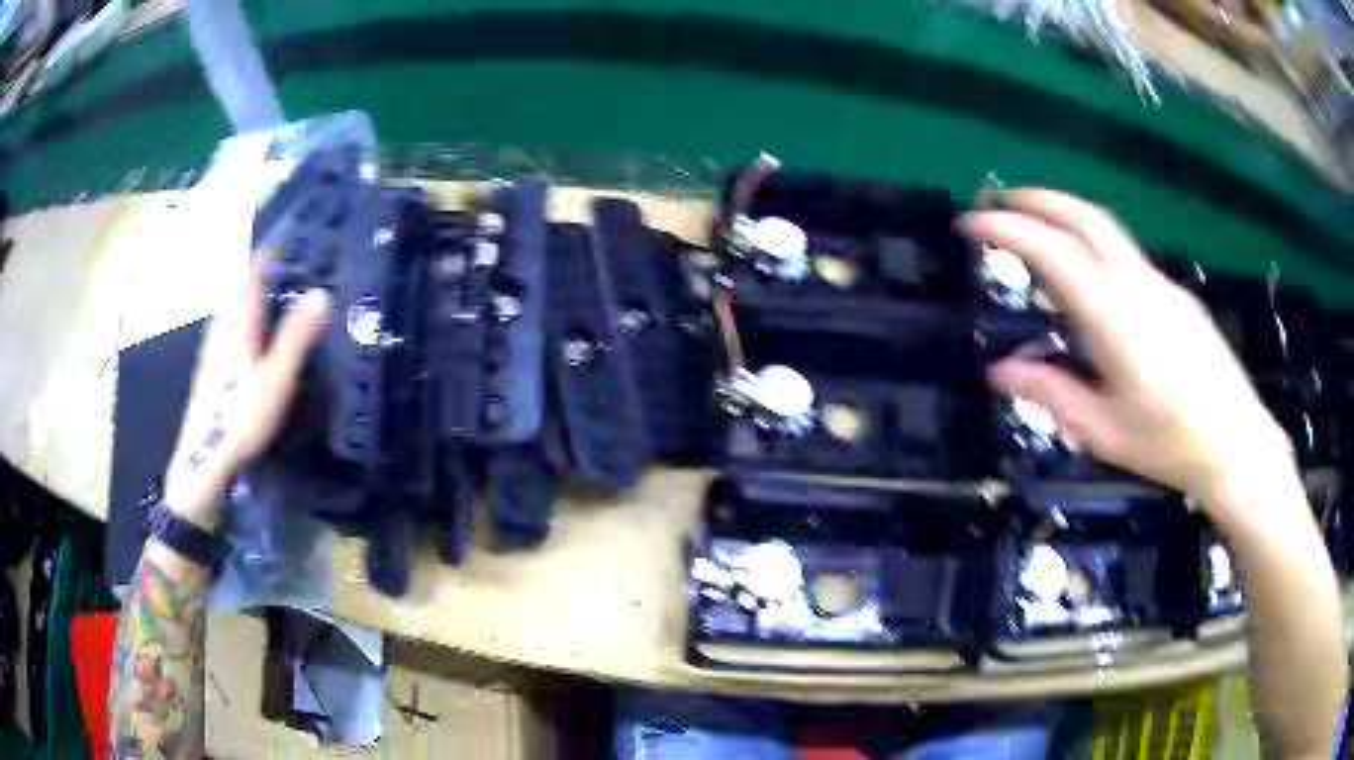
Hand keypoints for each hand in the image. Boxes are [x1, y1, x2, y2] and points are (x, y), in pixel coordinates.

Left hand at [163, 255, 329, 529]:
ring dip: (264, 298)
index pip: (257, 267)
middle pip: (248, 286)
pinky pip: (236, 326)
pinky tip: (267, 336)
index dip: (278, 249)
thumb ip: (297, 335)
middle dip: (275, 274)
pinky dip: (254, 319)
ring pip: (241, 307)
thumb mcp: (276, 378)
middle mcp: (223, 322)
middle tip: (308, 269)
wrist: (205, 459)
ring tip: (293, 299)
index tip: (305, 238)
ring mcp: (215, 343)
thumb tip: (321, 293)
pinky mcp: (213, 363)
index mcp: (238, 316)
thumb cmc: (241, 416)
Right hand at [959, 189, 1297, 518]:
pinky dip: (1094, 246)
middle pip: (1084, 216)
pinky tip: (1090, 282)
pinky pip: (1127, 257)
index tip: (970, 221)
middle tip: (1000, 201)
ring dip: (1066, 216)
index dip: (1006, 227)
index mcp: (1112, 314)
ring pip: (1107, 231)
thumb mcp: (1102, 429)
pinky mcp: (1176, 296)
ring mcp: (1160, 284)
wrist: (1235, 443)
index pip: (1052, 250)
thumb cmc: (1167, 442)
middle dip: (1037, 199)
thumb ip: (1051, 393)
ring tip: (1038, 229)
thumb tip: (1000, 371)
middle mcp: (1136, 283)